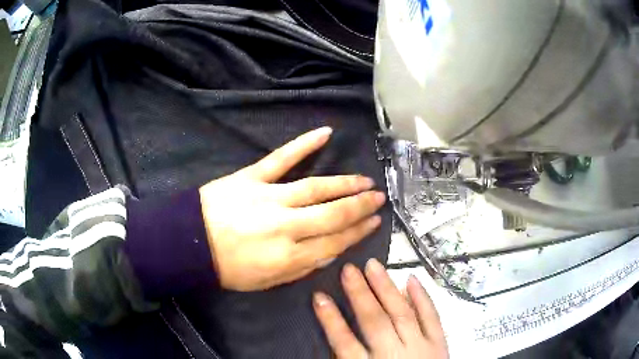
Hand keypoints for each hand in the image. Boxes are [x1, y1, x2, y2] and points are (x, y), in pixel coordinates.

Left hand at [199, 127, 385, 290]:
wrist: (189, 243)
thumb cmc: (227, 268)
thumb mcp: (266, 282)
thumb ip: (302, 268)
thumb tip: (332, 253)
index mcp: (288, 256)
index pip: (334, 242)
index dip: (358, 232)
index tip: (374, 222)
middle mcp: (285, 226)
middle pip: (332, 213)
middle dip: (360, 205)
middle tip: (378, 197)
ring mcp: (268, 197)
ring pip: (316, 187)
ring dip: (344, 182)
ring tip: (364, 180)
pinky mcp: (252, 177)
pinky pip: (282, 158)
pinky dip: (304, 144)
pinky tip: (326, 133)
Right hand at [313, 259, 448, 358]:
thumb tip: (333, 342)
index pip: (345, 343)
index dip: (330, 319)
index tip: (319, 297)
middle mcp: (395, 355)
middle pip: (374, 322)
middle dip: (360, 295)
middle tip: (348, 270)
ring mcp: (421, 347)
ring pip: (402, 313)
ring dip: (386, 288)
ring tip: (373, 266)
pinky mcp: (439, 343)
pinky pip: (432, 317)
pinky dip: (422, 298)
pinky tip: (412, 279)